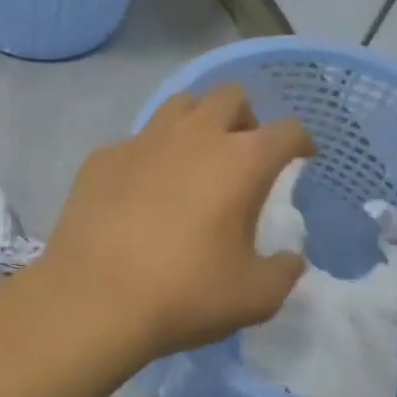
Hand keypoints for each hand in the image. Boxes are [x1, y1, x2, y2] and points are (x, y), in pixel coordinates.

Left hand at [34, 85, 313, 358]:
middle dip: (245, 118)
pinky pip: (136, 141)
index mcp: (242, 161)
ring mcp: (143, 141)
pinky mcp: (102, 157)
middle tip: (242, 154)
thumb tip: (290, 259)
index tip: (301, 157)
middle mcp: (195, 136)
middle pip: (230, 96)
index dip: (300, 142)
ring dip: (197, 123)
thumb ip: (283, 272)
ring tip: (194, 160)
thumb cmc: (185, 294)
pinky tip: (141, 190)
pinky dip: (150, 156)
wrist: (94, 299)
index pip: (287, 131)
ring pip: (180, 106)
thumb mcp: (255, 297)